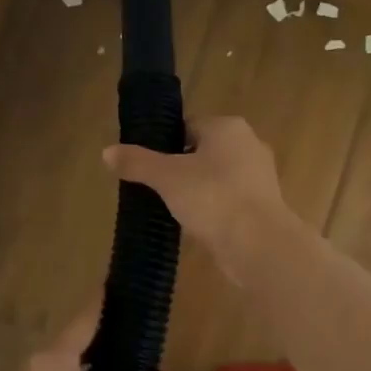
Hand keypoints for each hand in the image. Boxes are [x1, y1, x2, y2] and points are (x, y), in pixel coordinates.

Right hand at [103, 116, 290, 285]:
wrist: (258, 243)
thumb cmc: (212, 197)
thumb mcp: (166, 177)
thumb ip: (137, 162)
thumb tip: (106, 152)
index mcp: (228, 127)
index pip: (189, 127)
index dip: (165, 145)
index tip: (147, 167)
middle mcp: (249, 145)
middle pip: (204, 152)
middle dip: (181, 169)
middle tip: (156, 190)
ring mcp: (260, 176)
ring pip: (218, 178)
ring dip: (198, 191)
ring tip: (173, 210)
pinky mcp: (264, 205)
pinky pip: (230, 200)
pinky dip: (214, 210)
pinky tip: (197, 226)